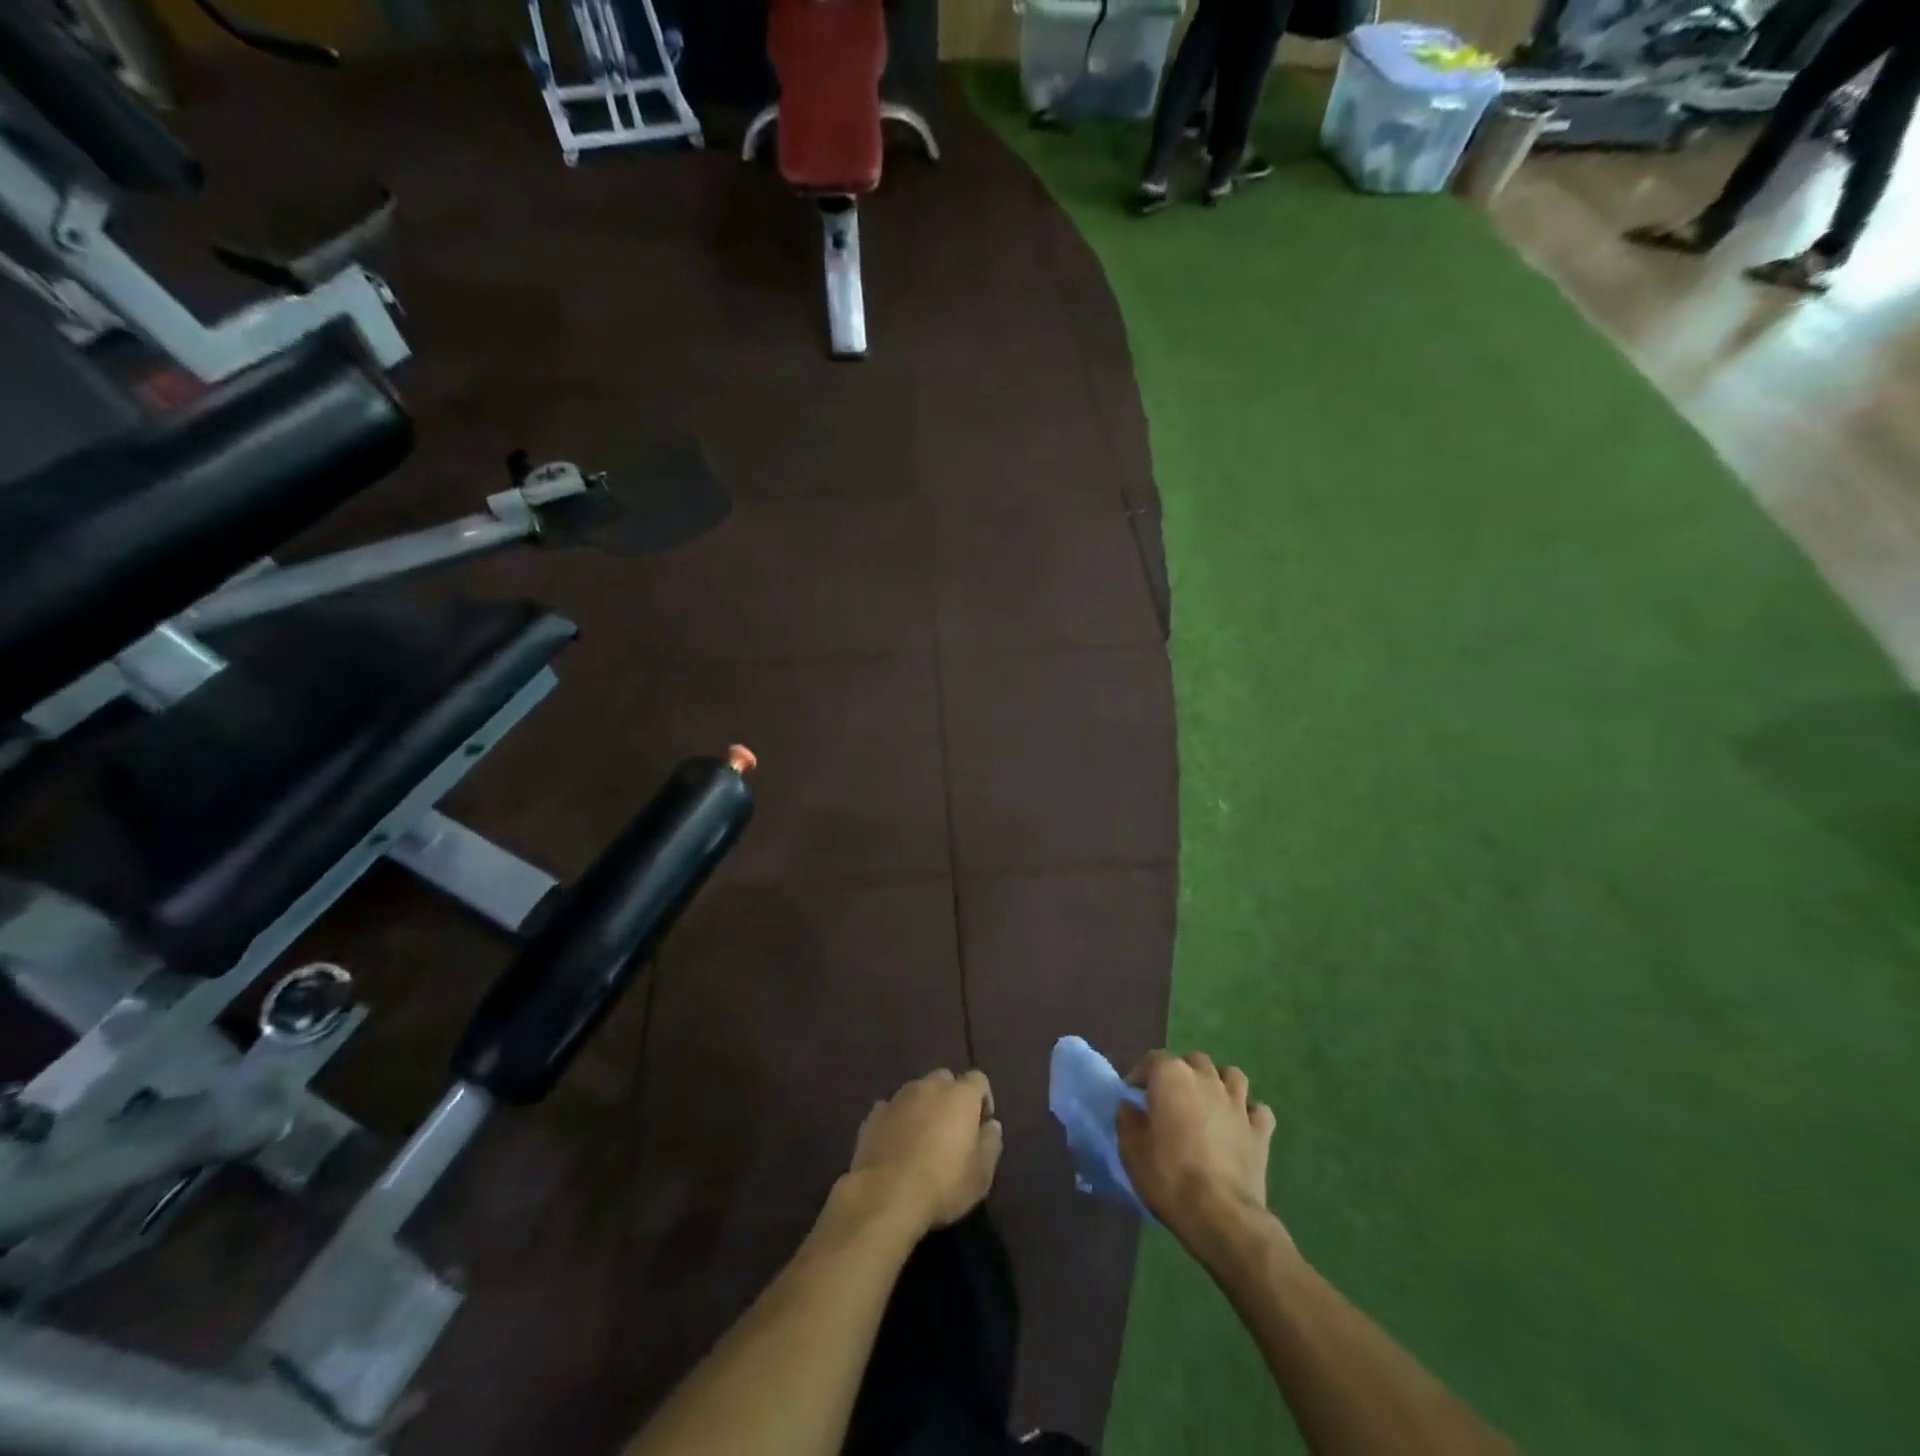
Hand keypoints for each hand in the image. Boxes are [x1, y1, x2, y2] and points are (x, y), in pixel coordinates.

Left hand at [848, 1070, 1002, 1233]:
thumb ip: (991, 1144)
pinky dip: (897, 1120)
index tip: (981, 1127)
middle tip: (951, 1131)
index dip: (983, 1100)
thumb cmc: (943, 1185)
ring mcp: (898, 1098)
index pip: (978, 1079)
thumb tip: (992, 1125)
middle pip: (945, 1080)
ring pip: (916, 1091)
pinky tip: (896, 1145)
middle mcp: (929, 1086)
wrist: (885, 1195)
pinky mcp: (874, 1115)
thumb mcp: (981, 1175)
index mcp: (960, 1095)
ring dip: (923, 1107)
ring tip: (922, 1139)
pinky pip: (891, 1109)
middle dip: (951, 1098)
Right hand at [1117, 1051, 1278, 1247]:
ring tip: (1208, 1104)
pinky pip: (1258, 1110)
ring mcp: (1238, 1103)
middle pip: (1193, 1061)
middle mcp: (1206, 1079)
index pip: (1153, 1059)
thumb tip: (1130, 1107)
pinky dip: (1248, 1113)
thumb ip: (1127, 1119)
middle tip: (1171, 1100)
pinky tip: (1240, 1126)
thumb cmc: (1169, 1177)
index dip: (1141, 1075)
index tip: (1133, 1097)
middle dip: (1181, 1074)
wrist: (1220, 1215)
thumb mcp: (1131, 1150)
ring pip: (1231, 1075)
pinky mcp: (1260, 1130)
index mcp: (1172, 1076)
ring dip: (1218, 1083)